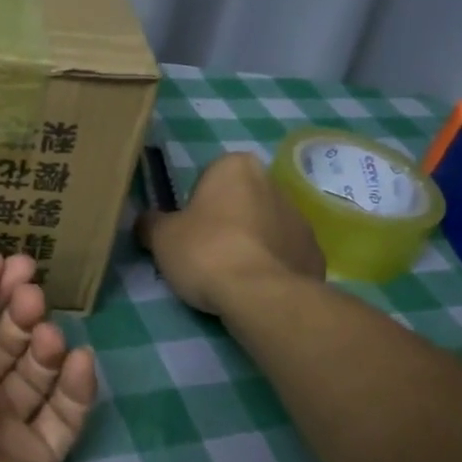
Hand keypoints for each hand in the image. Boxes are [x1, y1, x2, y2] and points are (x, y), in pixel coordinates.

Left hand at [0, 253, 98, 461]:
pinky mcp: (36, 457)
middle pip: (0, 335)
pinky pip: (63, 413)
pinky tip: (78, 362)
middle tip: (32, 297)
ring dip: (45, 343)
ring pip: (33, 369)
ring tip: (46, 336)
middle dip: (19, 308)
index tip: (16, 263)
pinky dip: (75, 384)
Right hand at [136, 151, 324, 315]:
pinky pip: (284, 255)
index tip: (188, 231)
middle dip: (226, 222)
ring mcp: (300, 218)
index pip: (208, 178)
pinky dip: (271, 266)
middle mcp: (273, 182)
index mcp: (236, 166)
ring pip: (264, 227)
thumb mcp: (161, 237)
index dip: (194, 205)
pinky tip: (255, 288)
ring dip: (250, 243)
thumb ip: (151, 223)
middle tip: (205, 254)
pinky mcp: (314, 252)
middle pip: (240, 201)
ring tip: (231, 276)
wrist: (262, 295)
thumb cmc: (207, 252)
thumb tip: (146, 222)